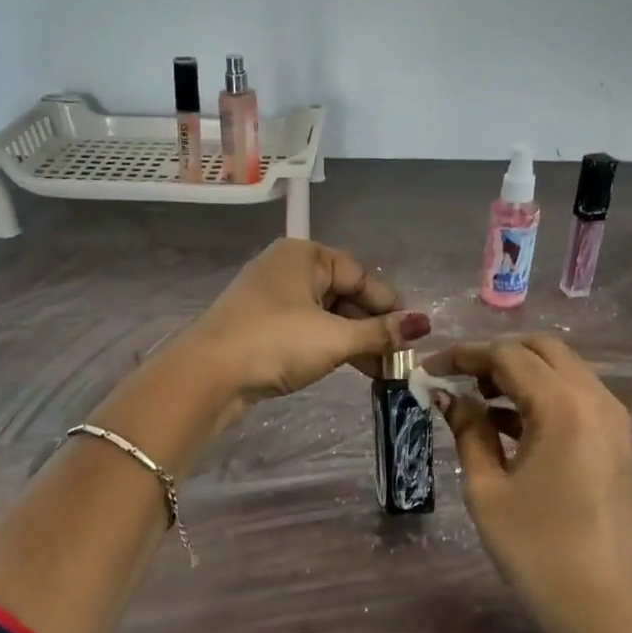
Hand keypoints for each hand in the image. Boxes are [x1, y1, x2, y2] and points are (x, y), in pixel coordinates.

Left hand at [174, 240, 430, 411]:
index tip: (413, 334)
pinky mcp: (261, 328)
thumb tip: (424, 323)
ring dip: (355, 341)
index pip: (360, 274)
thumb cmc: (276, 343)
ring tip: (383, 370)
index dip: (388, 304)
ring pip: (325, 315)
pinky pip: (307, 331)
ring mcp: (271, 300)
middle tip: (400, 357)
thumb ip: (380, 332)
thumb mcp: (335, 337)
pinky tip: (351, 368)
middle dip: (373, 326)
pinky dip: (330, 347)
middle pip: (343, 294)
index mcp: (304, 255)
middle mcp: (287, 269)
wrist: (207, 376)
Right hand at [424, 335, 631, 632]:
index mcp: (563, 406)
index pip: (507, 355)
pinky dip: (541, 395)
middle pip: (541, 349)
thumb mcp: (488, 490)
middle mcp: (596, 398)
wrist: (609, 610)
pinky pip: (575, 396)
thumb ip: (469, 431)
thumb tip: (450, 396)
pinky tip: (508, 424)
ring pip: (562, 369)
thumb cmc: (539, 552)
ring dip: (519, 373)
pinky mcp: (617, 440)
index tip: (428, 369)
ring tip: (476, 401)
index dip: (463, 355)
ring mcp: (613, 418)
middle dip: (494, 355)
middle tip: (456, 380)